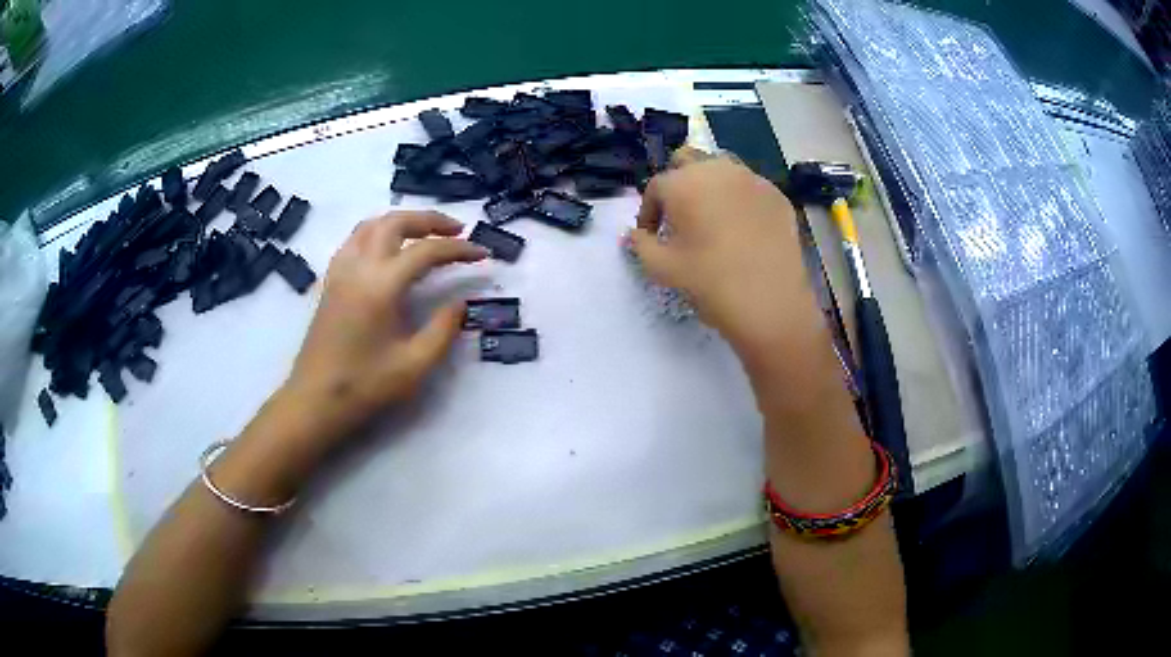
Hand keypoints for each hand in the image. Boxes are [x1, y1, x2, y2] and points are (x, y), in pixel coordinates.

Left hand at [281, 211, 488, 441]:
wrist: (315, 400)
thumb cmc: (364, 386)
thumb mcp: (414, 366)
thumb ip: (443, 330)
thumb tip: (460, 304)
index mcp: (381, 285)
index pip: (426, 251)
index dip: (459, 249)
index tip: (482, 254)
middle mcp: (359, 267)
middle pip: (396, 222)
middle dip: (430, 220)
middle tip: (457, 231)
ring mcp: (340, 271)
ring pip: (372, 225)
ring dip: (402, 221)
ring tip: (424, 234)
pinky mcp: (331, 281)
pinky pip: (355, 240)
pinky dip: (378, 232)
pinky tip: (388, 250)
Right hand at [628, 153, 819, 358]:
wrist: (770, 301)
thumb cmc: (709, 281)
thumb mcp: (661, 268)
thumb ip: (640, 244)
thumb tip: (635, 234)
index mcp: (683, 183)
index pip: (655, 187)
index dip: (649, 211)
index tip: (650, 235)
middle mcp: (716, 169)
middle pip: (687, 160)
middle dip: (678, 183)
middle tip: (680, 216)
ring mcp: (751, 179)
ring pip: (722, 168)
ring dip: (710, 185)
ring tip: (713, 217)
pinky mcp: (777, 195)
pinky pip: (750, 187)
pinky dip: (740, 200)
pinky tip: (744, 229)